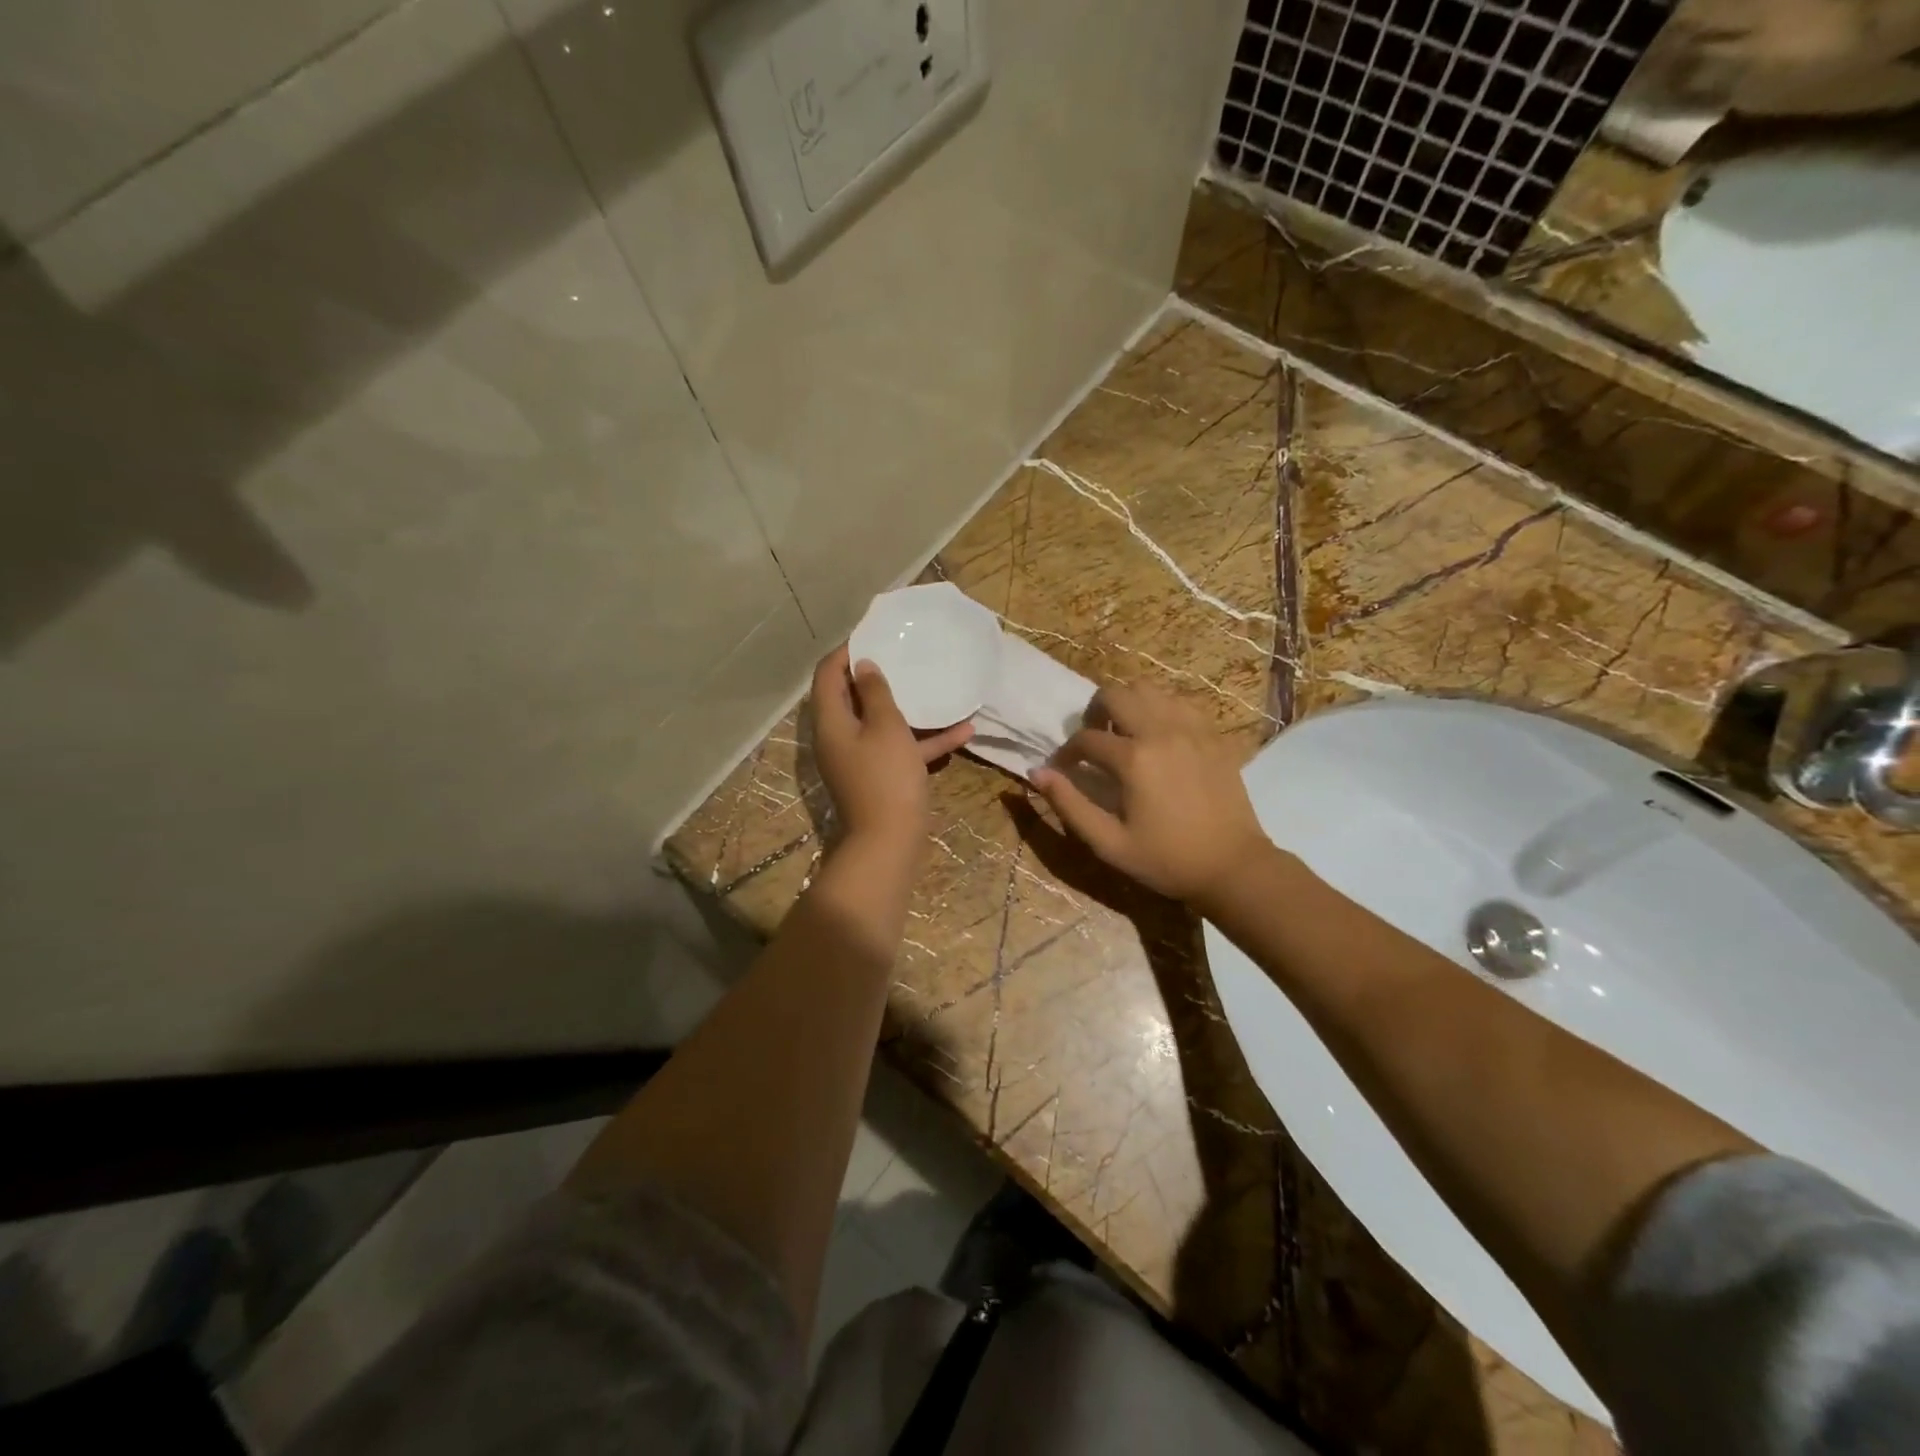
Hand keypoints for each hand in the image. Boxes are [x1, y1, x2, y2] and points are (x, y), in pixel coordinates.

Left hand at [810, 646, 972, 849]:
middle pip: (851, 697)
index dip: (846, 651)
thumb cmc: (886, 778)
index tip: (875, 635)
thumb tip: (863, 666)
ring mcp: (860, 759)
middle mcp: (839, 737)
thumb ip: (876, 693)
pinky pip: (901, 750)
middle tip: (904, 655)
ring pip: (881, 723)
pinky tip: (964, 731)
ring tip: (934, 686)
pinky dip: (925, 740)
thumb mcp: (885, 727)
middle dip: (878, 675)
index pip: (827, 674)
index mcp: (831, 721)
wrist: (889, 843)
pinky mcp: (880, 777)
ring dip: (908, 708)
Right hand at [1030, 682, 1270, 905]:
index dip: (1066, 754)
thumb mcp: (1109, 843)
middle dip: (1094, 713)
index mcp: (1134, 759)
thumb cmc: (1166, 860)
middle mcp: (1162, 731)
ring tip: (1125, 734)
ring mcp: (1192, 728)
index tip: (1062, 771)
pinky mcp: (1214, 735)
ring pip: (1149, 689)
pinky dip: (1161, 709)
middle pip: (1115, 694)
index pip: (1085, 738)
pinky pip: (1180, 702)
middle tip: (1094, 741)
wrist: (1233, 867)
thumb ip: (1069, 805)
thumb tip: (1037, 774)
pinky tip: (1159, 736)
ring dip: (1128, 705)